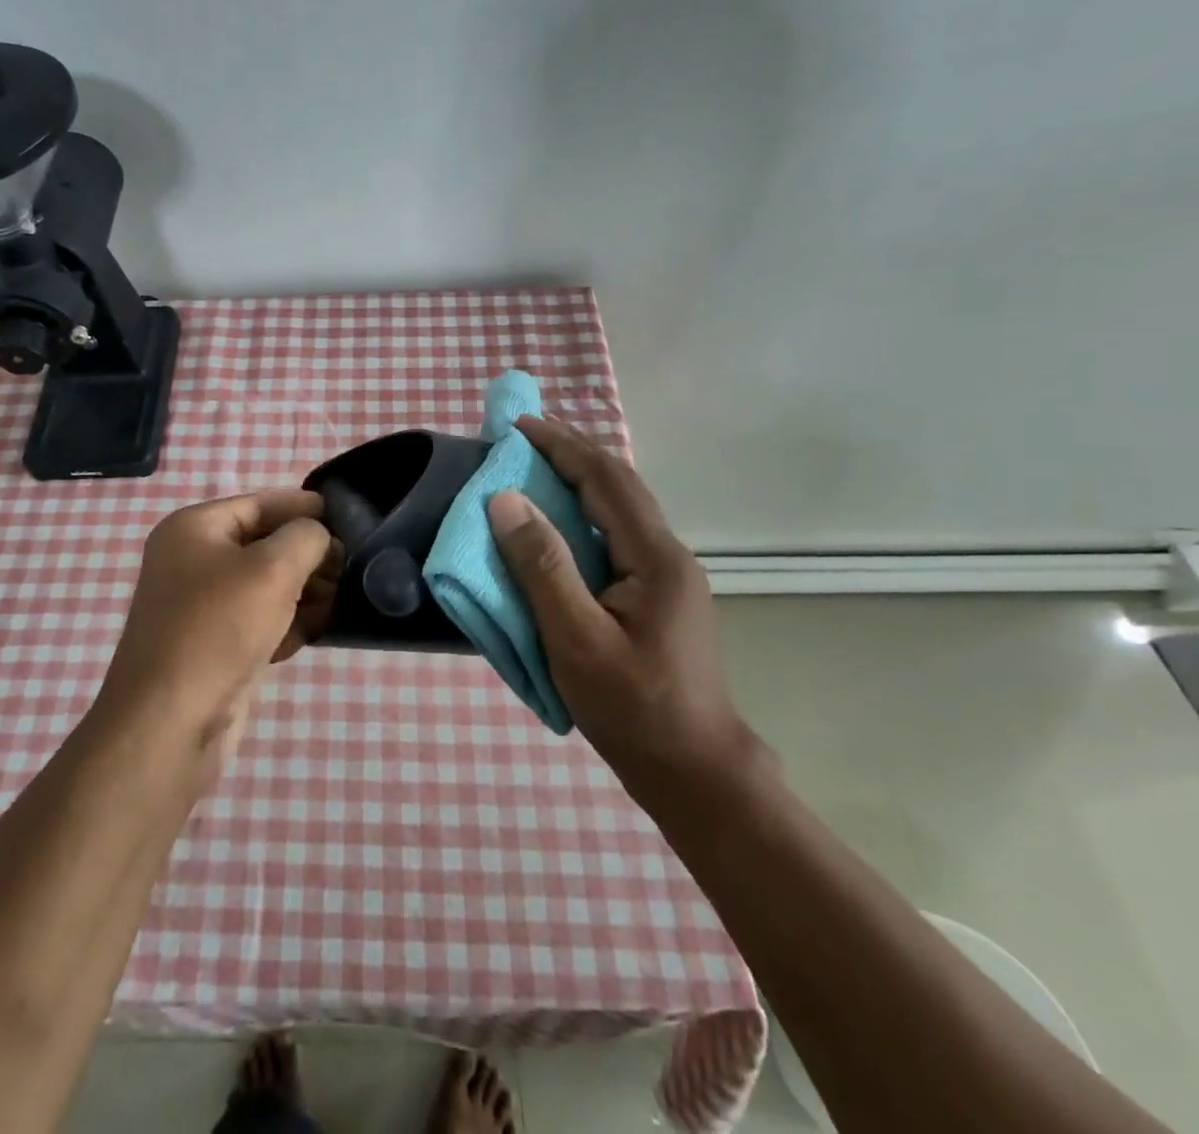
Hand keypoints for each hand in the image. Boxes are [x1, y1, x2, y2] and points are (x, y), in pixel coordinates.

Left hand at [96, 490, 340, 768]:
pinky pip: (258, 620)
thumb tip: (319, 537)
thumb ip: (306, 537)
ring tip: (336, 603)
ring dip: (303, 592)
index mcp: (194, 528)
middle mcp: (192, 561)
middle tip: (349, 569)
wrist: (171, 723)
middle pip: (265, 544)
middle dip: (308, 556)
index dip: (304, 507)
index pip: (260, 503)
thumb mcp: (273, 569)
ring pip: (266, 585)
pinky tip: (307, 637)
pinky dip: (285, 624)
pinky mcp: (214, 645)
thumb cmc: (219, 629)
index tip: (348, 519)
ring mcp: (201, 606)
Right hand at [486, 418, 752, 794]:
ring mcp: (666, 577)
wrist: (694, 773)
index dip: (562, 446)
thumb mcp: (575, 638)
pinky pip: (614, 537)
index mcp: (655, 557)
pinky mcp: (656, 597)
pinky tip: (558, 525)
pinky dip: (581, 516)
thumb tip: (504, 500)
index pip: (606, 479)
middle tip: (523, 437)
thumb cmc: (633, 708)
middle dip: (571, 453)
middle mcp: (667, 555)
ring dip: (577, 482)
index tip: (518, 426)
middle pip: (618, 486)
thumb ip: (541, 566)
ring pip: (618, 510)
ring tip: (534, 469)